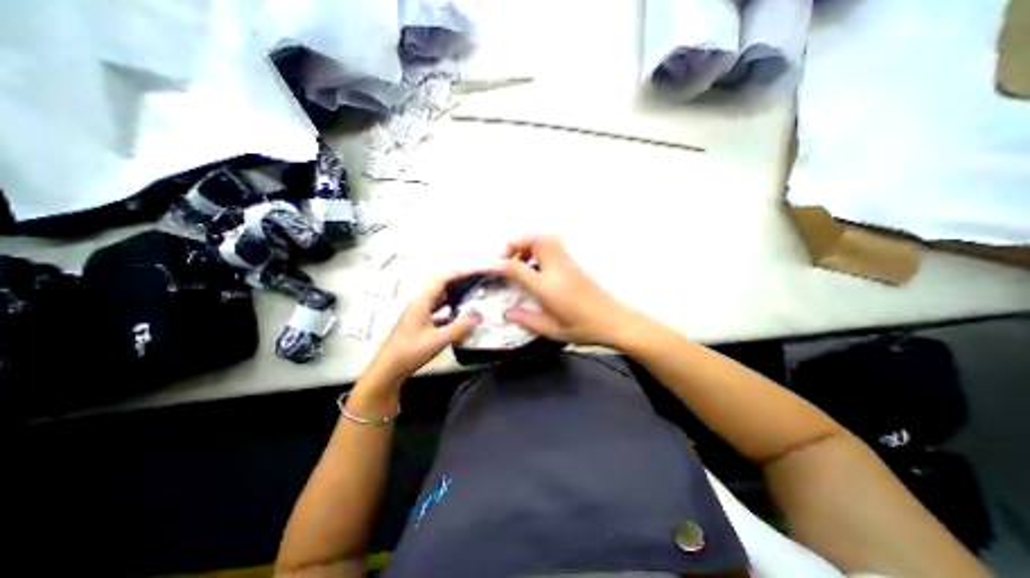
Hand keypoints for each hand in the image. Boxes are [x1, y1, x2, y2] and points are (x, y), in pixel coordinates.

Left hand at [361, 273, 483, 389]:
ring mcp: (419, 311)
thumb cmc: (410, 352)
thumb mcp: (437, 340)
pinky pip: (438, 307)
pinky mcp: (420, 320)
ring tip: (472, 292)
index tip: (475, 270)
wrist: (389, 369)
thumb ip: (459, 327)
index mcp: (421, 301)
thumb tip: (479, 315)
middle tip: (477, 280)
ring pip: (439, 296)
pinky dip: (450, 306)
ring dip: (455, 292)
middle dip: (459, 280)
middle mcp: (420, 302)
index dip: (459, 272)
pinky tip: (460, 313)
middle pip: (441, 284)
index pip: (442, 279)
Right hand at [498, 234, 642, 347]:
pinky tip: (538, 267)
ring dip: (529, 244)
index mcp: (548, 288)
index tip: (486, 266)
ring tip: (521, 260)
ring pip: (546, 238)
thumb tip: (508, 312)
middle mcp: (558, 269)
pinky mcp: (575, 264)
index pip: (517, 268)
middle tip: (508, 258)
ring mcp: (568, 263)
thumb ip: (527, 320)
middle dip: (516, 243)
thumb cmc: (584, 328)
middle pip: (535, 240)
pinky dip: (540, 248)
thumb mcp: (553, 331)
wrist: (616, 321)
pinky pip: (554, 245)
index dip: (497, 265)